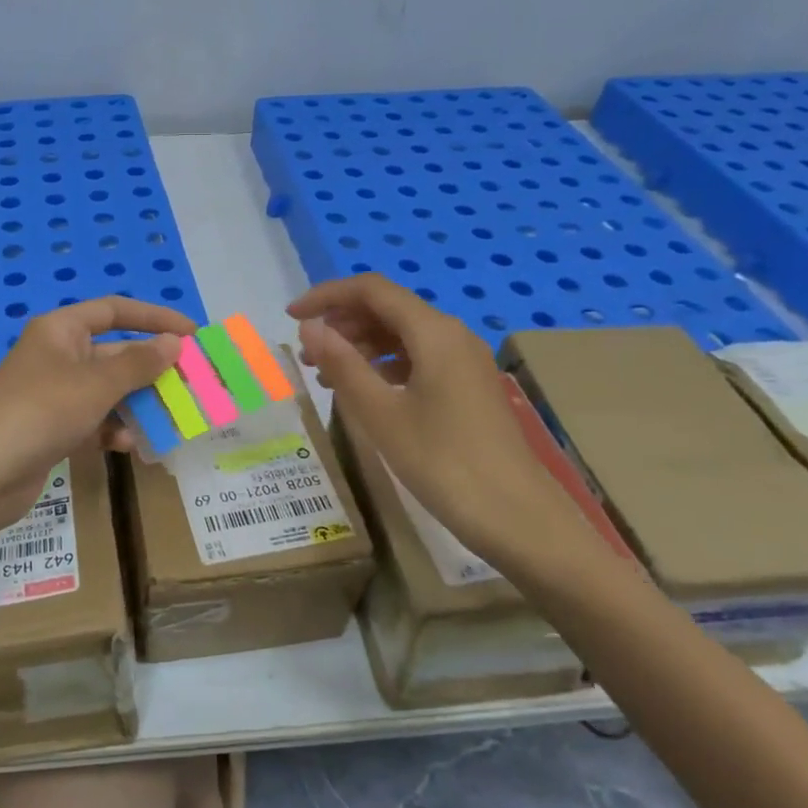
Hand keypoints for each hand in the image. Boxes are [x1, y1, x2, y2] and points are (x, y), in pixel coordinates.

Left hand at [0, 296, 192, 535]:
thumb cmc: (41, 411)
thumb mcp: (96, 384)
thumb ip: (139, 363)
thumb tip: (175, 342)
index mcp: (61, 330)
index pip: (114, 310)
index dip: (155, 318)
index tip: (192, 333)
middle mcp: (57, 356)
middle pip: (114, 354)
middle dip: (151, 370)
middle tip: (191, 384)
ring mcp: (53, 394)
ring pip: (107, 391)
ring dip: (137, 404)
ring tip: (172, 420)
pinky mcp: (50, 429)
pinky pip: (93, 421)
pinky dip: (113, 430)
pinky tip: (132, 447)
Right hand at [289, 274, 586, 568]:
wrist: (517, 517)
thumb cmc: (442, 462)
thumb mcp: (380, 413)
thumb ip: (342, 363)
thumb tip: (310, 326)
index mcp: (433, 332)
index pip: (371, 290)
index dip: (327, 296)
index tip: (290, 316)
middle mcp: (452, 335)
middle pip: (388, 308)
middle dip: (342, 321)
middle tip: (305, 351)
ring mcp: (464, 361)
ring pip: (403, 334)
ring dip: (360, 344)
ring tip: (325, 373)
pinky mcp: (468, 386)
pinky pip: (418, 358)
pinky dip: (384, 365)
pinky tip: (364, 390)